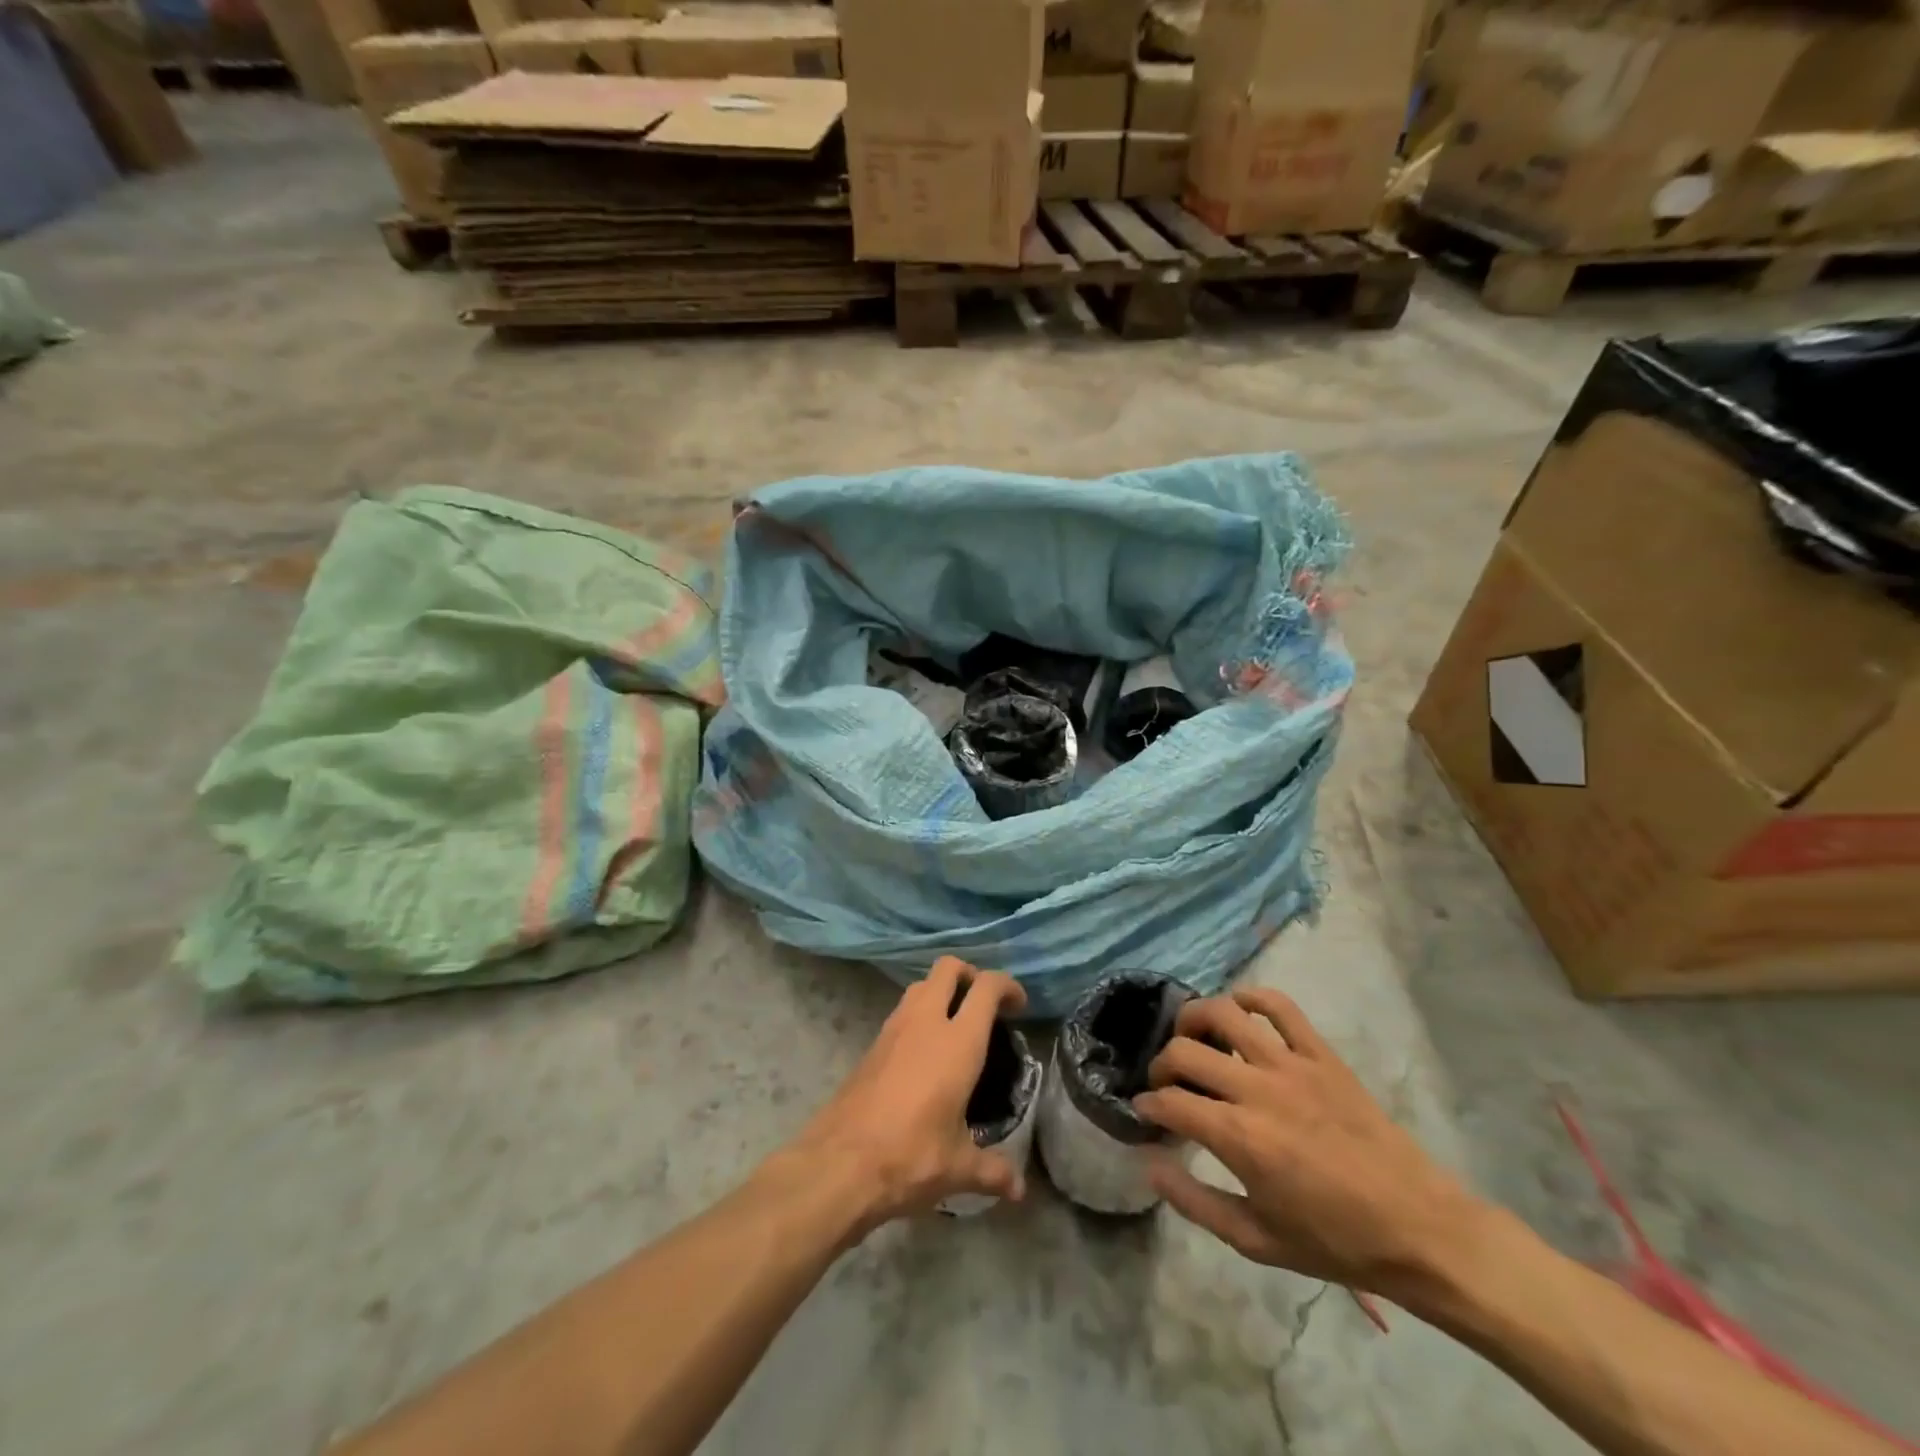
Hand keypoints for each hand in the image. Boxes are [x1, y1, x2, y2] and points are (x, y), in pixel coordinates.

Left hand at [790, 957, 1028, 1232]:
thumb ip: (992, 1171)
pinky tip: (925, 1052)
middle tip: (984, 1005)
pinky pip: (902, 1010)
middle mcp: (926, 1021)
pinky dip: (919, 1014)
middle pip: (948, 968)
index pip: (986, 987)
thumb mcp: (958, 1167)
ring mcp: (894, 1028)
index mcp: (958, 1041)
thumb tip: (1018, 1190)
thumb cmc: (910, 1155)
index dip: (1007, 986)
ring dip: (941, 992)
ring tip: (956, 1025)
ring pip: (921, 984)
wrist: (839, 1163)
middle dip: (970, 975)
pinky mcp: (872, 1043)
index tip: (1018, 1005)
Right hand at [1133, 988, 1484, 1300]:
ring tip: (1192, 1038)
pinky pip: (1279, 1006)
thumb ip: (1194, 1202)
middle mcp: (1258, 1089)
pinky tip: (1240, 1012)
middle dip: (1162, 1065)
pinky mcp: (1321, 1054)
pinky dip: (1252, 998)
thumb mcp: (1256, 1240)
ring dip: (1194, 1019)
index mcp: (1240, 1137)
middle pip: (1185, 1050)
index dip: (1148, 1104)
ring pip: (1224, 1012)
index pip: (1170, 1101)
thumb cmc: (1334, 1242)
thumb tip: (1149, 1165)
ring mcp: (1292, 1064)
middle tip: (1167, 1083)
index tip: (1146, 1112)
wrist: (1419, 1229)